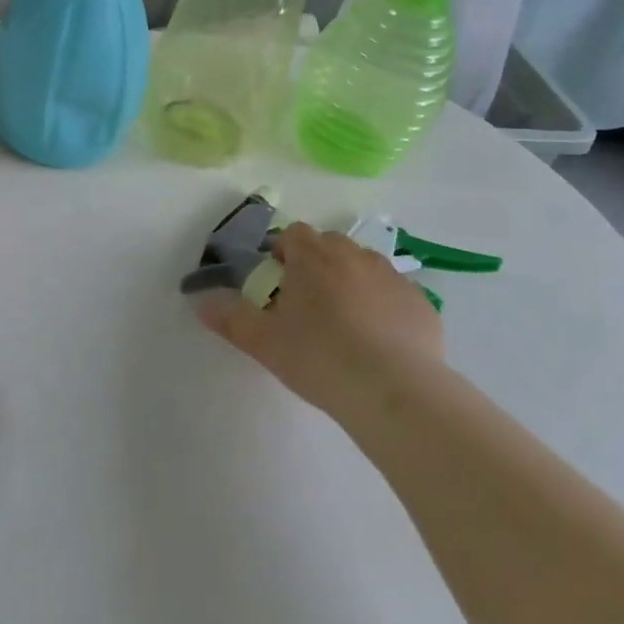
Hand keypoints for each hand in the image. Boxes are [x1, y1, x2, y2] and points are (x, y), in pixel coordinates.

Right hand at [194, 222, 443, 422]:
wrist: (393, 390)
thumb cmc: (319, 356)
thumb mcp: (263, 342)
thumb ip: (230, 318)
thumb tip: (202, 303)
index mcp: (313, 257)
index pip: (294, 234)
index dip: (283, 252)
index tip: (278, 281)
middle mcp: (355, 256)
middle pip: (331, 245)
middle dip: (317, 264)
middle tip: (307, 303)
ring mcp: (393, 277)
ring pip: (366, 267)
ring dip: (352, 282)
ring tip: (344, 323)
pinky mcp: (422, 304)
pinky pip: (395, 295)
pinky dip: (384, 307)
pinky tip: (380, 343)